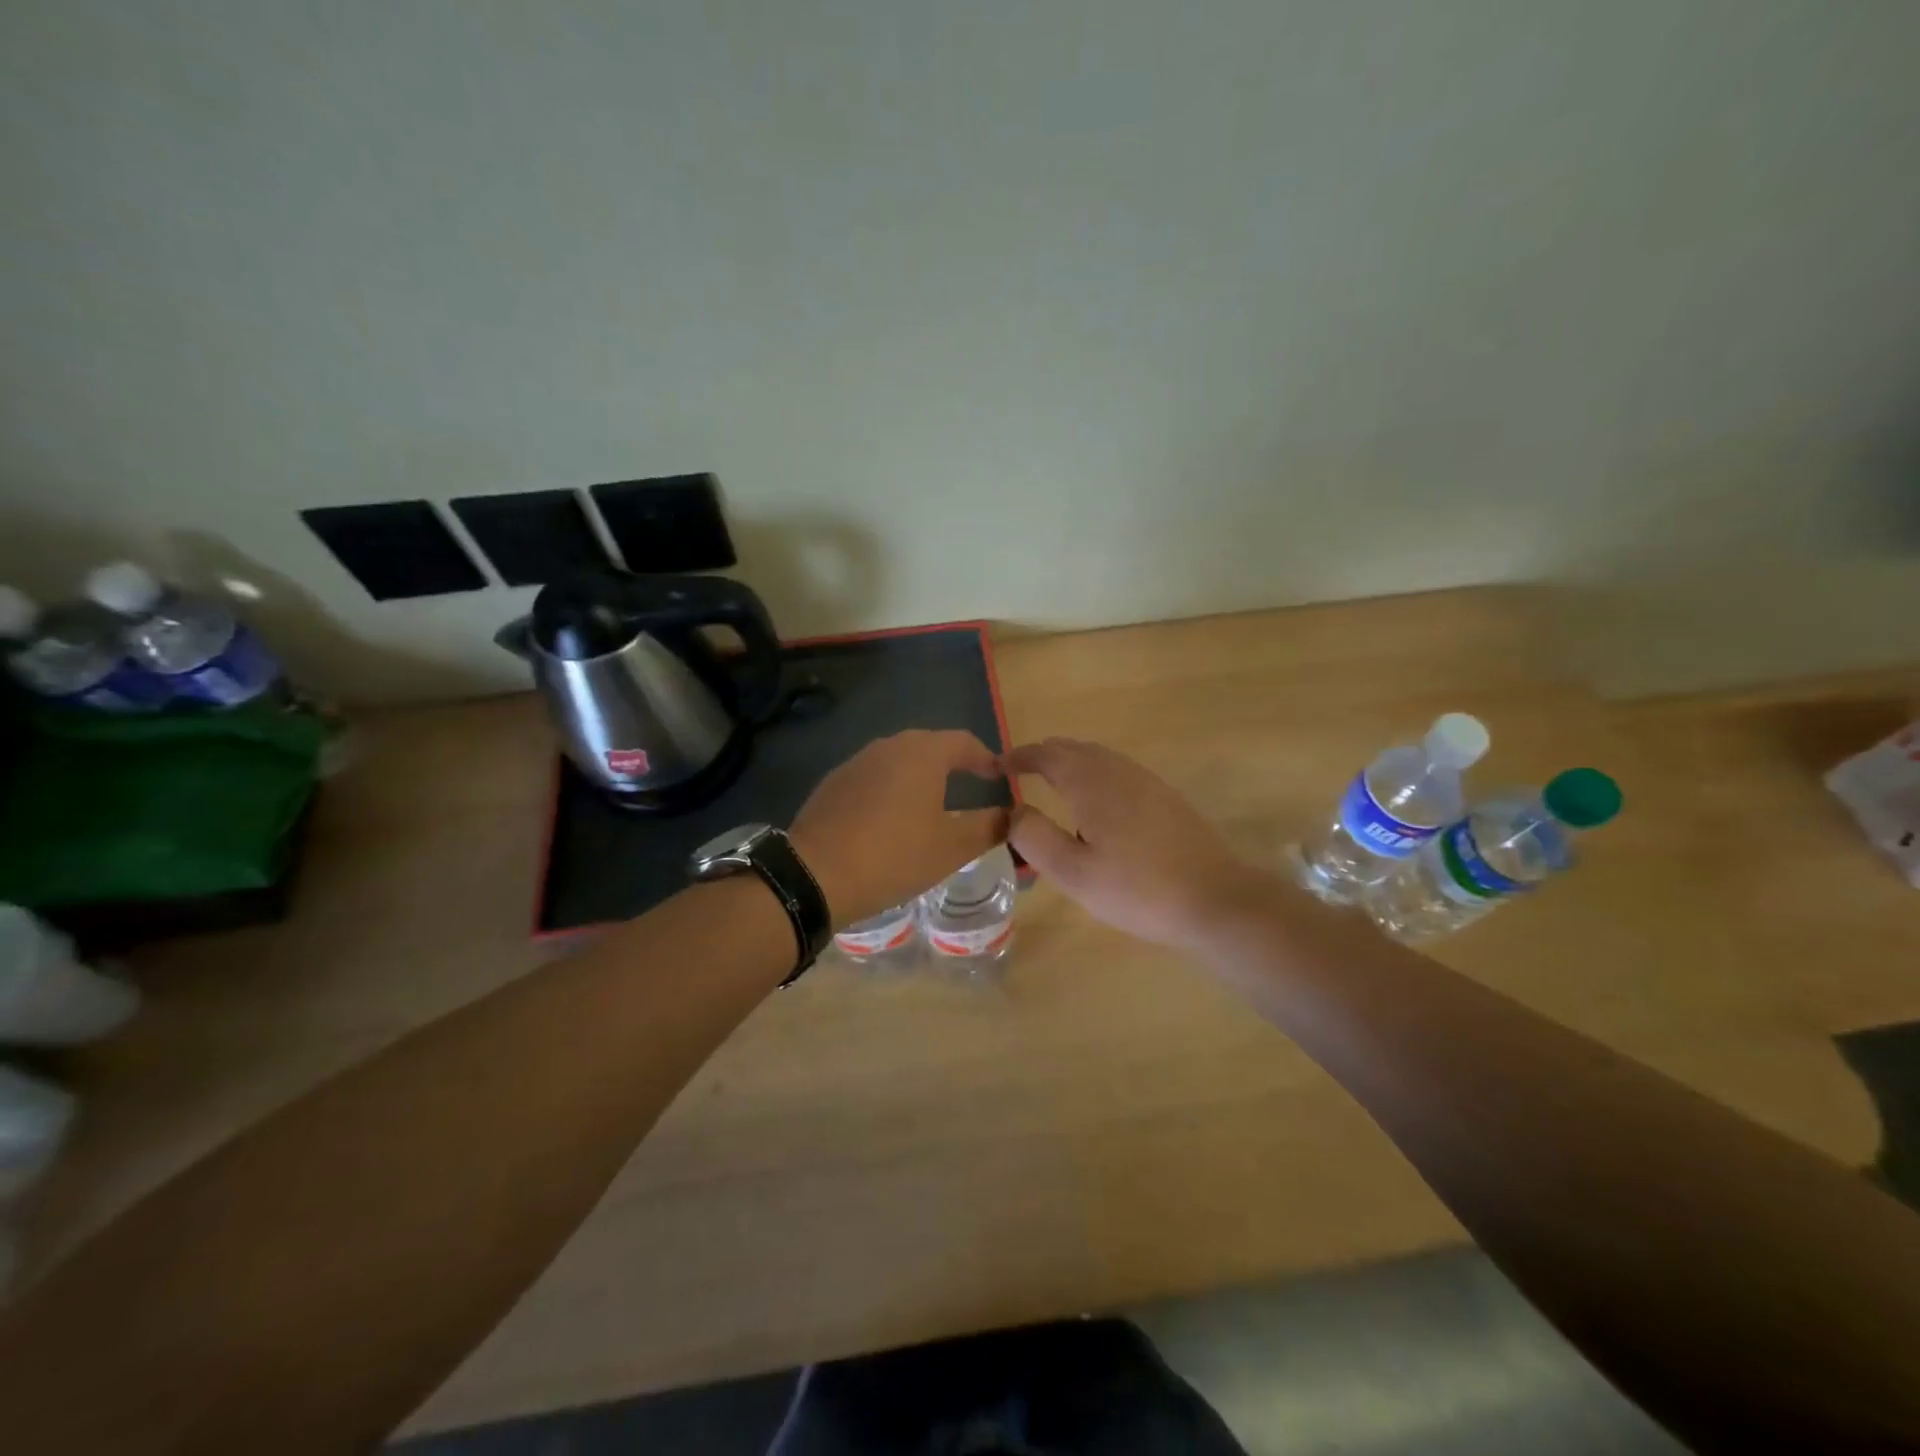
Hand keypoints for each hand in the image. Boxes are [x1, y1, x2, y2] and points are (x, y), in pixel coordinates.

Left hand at [791, 730, 1009, 928]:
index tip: (998, 776)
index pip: (964, 742)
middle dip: (952, 763)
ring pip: (898, 760)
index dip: (985, 758)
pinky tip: (891, 817)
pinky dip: (891, 789)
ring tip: (932, 802)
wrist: (815, 874)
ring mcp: (856, 762)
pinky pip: (874, 777)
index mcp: (922, 753)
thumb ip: (988, 827)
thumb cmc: (894, 855)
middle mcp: (888, 746)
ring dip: (920, 775)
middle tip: (970, 785)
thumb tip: (1012, 815)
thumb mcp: (952, 848)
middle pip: (929, 746)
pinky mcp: (833, 783)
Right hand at [1003, 737, 1262, 948]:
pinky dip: (1093, 773)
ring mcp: (1145, 780)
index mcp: (1091, 783)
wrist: (1215, 898)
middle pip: (1073, 748)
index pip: (1046, 754)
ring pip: (1097, 757)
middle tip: (1019, 774)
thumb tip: (1011, 810)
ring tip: (1050, 784)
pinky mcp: (1164, 796)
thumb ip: (1035, 838)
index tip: (996, 767)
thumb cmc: (1138, 889)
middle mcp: (1117, 770)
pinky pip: (1117, 770)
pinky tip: (1095, 804)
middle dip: (1042, 756)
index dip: (1018, 757)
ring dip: (1069, 762)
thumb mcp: (1074, 873)